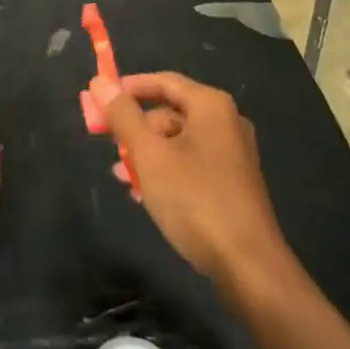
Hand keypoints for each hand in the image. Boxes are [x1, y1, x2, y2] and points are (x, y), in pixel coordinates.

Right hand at [92, 72, 289, 286]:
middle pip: (170, 112)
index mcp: (211, 106)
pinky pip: (191, 164)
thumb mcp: (150, 155)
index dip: (129, 88)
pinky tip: (145, 194)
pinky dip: (166, 171)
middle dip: (136, 128)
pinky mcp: (232, 184)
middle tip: (110, 145)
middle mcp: (226, 122)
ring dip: (147, 154)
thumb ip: (124, 116)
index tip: (100, 100)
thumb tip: (100, 82)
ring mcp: (232, 154)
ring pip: (178, 142)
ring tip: (122, 176)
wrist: (249, 267)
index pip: (164, 81)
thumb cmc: (196, 200)